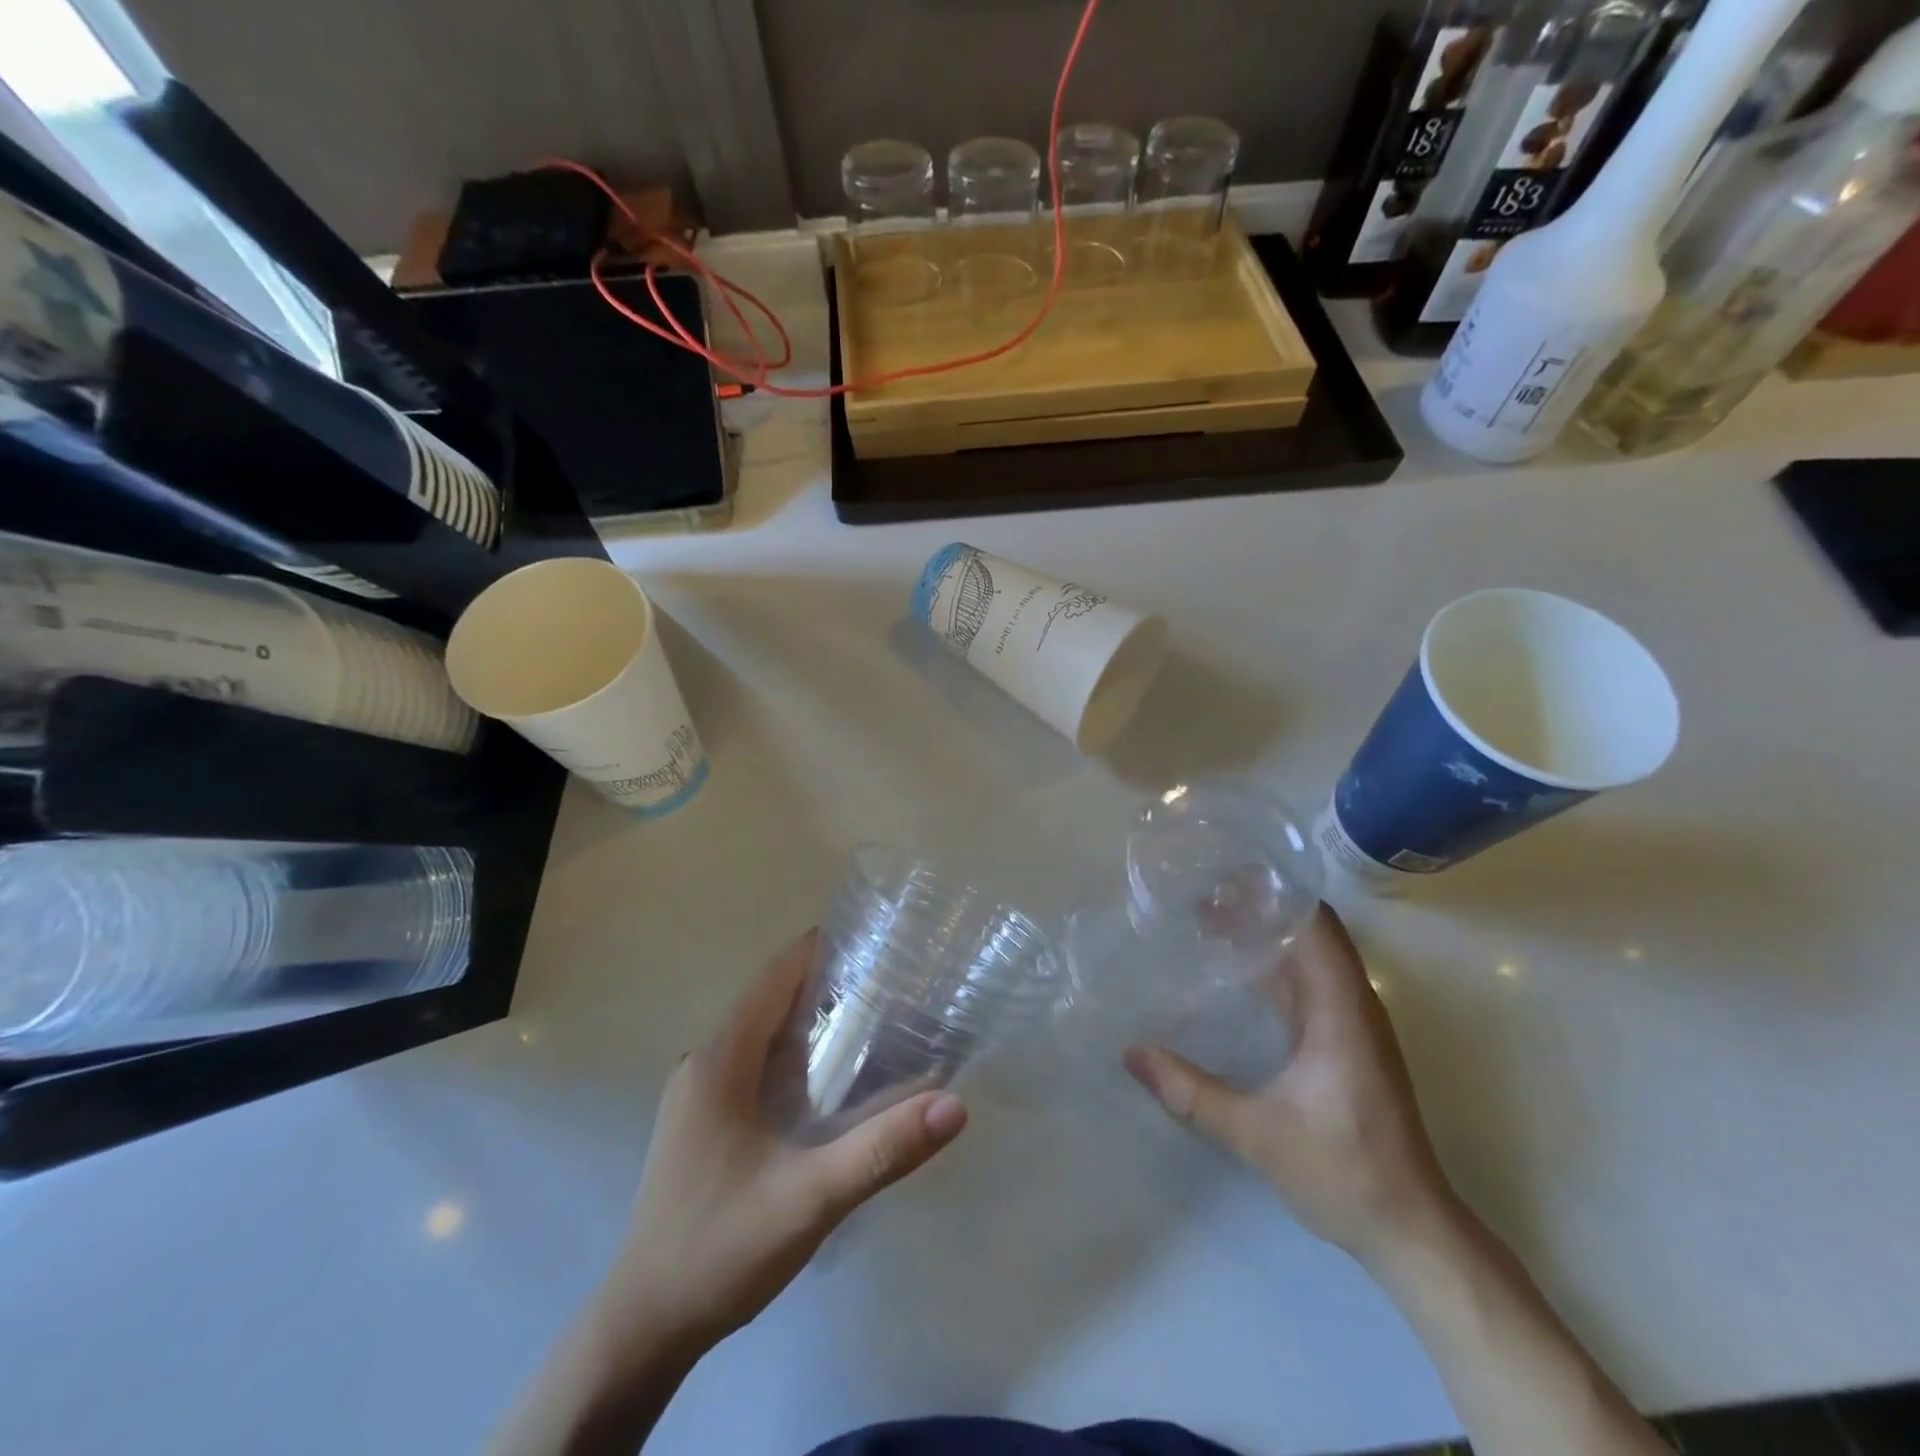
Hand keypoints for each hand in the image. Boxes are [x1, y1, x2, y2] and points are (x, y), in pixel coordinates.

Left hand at [598, 930, 968, 1352]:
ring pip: (763, 1032)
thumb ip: (881, 1150)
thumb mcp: (810, 1199)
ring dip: (812, 1019)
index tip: (880, 941)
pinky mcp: (704, 1121)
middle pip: (771, 998)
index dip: (824, 949)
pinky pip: (755, 1063)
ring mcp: (700, 1093)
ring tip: (876, 1021)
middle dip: (829, 983)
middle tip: (894, 982)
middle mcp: (705, 1062)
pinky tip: (833, 1080)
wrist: (643, 1328)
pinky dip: (796, 1053)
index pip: (776, 975)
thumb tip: (954, 1104)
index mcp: (720, 1060)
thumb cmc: (720, 1249)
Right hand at [1124, 904, 1455, 1265]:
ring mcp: (1351, 1023)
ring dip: (1265, 933)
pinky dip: (1272, 965)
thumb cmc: (1344, 1172)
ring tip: (1208, 918)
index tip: (1224, 872)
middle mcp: (1351, 1004)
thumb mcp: (1257, 1133)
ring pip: (1308, 955)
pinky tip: (1234, 972)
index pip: (1315, 923)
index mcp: (1341, 1009)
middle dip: (1259, 905)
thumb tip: (1130, 1052)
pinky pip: (1307, 983)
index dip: (1275, 890)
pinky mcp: (1345, 1042)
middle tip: (1199, 890)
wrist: (1411, 1230)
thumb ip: (1191, 1092)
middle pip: (1310, 930)